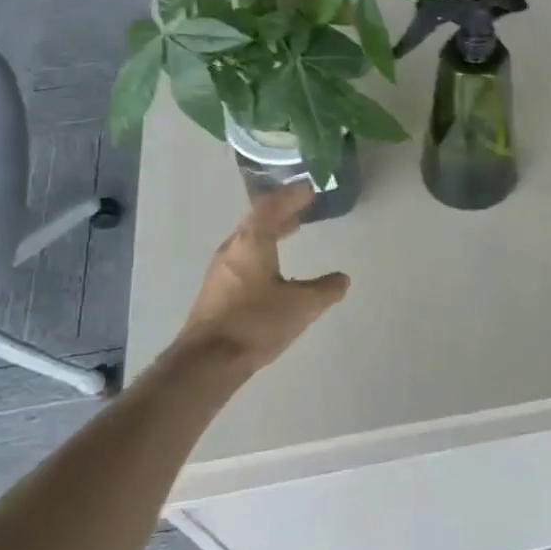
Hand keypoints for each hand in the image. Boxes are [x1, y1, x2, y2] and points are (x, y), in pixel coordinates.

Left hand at [178, 185, 349, 371]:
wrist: (208, 361)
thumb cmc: (256, 323)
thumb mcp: (302, 305)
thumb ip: (325, 289)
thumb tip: (342, 279)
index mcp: (252, 242)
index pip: (272, 206)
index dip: (291, 196)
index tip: (309, 189)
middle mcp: (233, 248)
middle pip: (257, 220)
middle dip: (281, 211)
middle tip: (302, 206)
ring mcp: (221, 270)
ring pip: (249, 239)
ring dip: (270, 231)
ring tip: (290, 231)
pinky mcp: (217, 290)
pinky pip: (244, 257)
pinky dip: (262, 250)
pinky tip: (273, 267)